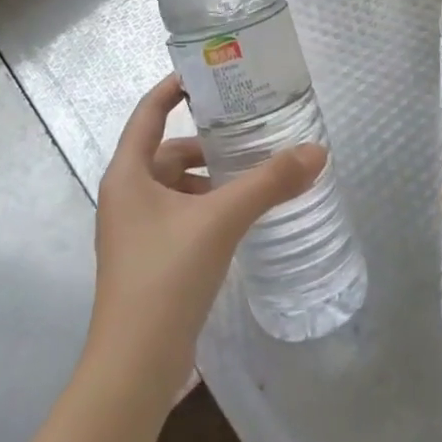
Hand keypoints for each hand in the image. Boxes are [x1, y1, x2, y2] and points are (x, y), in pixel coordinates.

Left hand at [88, 73, 324, 395]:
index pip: (149, 113)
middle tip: (249, 133)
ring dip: (209, 179)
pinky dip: (206, 208)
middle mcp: (125, 196)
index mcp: (127, 174)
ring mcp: (134, 231)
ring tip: (252, 177)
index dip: (173, 88)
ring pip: (175, 187)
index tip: (206, 73)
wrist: (134, 367)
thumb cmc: (166, 276)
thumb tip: (317, 152)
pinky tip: (238, 219)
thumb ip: (269, 183)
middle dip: (206, 143)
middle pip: (166, 151)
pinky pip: (180, 216)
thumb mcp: (221, 220)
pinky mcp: (149, 260)